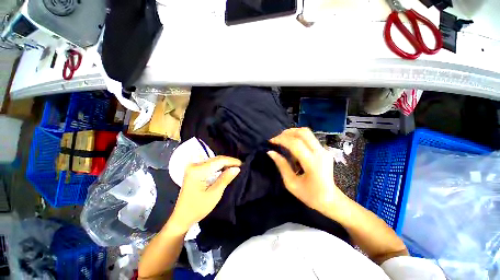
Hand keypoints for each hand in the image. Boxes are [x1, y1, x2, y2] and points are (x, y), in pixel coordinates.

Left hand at [168, 156, 240, 232]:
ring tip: (235, 167)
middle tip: (240, 166)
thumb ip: (225, 179)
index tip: (242, 164)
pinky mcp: (194, 170)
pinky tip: (225, 169)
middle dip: (229, 162)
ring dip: (224, 164)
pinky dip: (218, 167)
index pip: (219, 161)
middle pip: (216, 159)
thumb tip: (237, 168)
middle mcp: (194, 165)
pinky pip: (210, 165)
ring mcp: (193, 167)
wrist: (182, 216)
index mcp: (198, 170)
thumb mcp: (214, 194)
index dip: (231, 161)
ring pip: (213, 161)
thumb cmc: (198, 208)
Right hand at [268, 128, 345, 213]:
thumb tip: (271, 152)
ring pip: (307, 133)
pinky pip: (309, 138)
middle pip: (303, 132)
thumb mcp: (291, 183)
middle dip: (287, 132)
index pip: (295, 143)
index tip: (271, 141)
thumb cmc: (310, 195)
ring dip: (292, 133)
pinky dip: (298, 137)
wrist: (331, 200)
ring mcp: (324, 150)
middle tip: (277, 138)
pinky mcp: (324, 150)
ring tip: (282, 140)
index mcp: (312, 163)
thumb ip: (281, 165)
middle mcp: (320, 153)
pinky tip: (291, 145)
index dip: (281, 139)